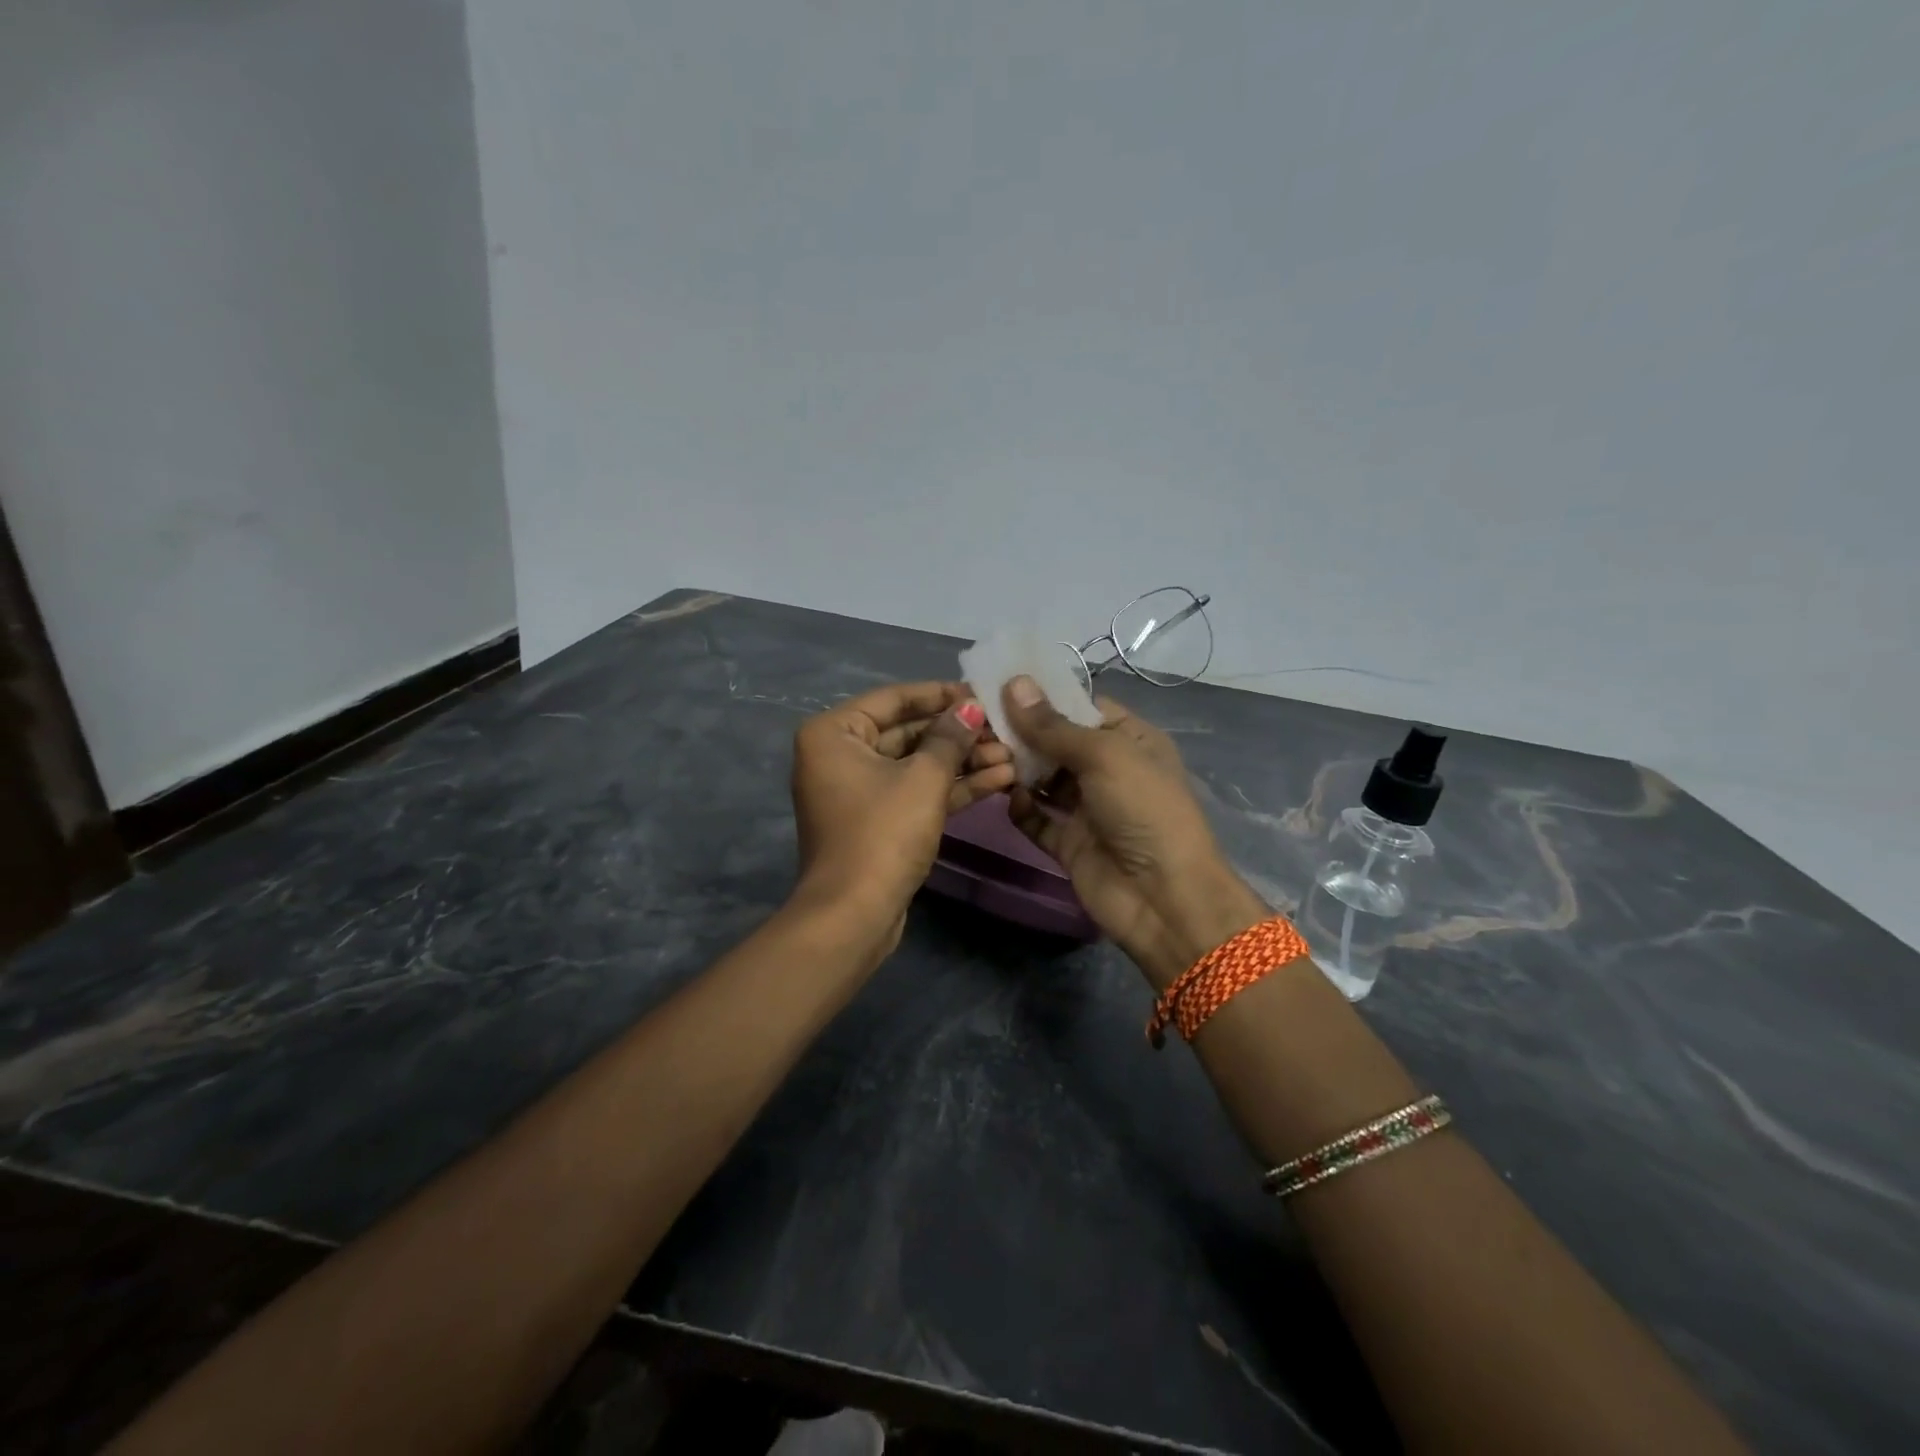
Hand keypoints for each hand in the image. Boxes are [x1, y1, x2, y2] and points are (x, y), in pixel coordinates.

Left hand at [791, 681, 1015, 947]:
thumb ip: (950, 737)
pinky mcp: (878, 821)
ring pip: (917, 765)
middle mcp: (840, 755)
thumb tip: (971, 707)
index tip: (982, 692)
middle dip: (958, 734)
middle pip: (908, 732)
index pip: (894, 699)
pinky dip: (951, 787)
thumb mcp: (923, 778)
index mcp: (834, 733)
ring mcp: (859, 791)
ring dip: (963, 761)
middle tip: (1004, 728)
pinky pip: (916, 792)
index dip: (941, 694)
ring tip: (1013, 756)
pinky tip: (999, 779)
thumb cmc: (883, 834)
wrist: (854, 916)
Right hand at [1001, 676, 1268, 988]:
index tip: (999, 684)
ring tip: (984, 755)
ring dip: (1017, 768)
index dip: (1044, 695)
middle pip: (1057, 742)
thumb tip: (1014, 683)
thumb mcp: (1104, 755)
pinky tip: (1005, 797)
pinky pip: (1037, 818)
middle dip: (1022, 732)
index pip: (1082, 707)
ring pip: (1043, 779)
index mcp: (1130, 740)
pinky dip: (1021, 808)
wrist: (1164, 898)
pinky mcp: (1069, 843)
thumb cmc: (1144, 810)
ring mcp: (1088, 808)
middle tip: (978, 720)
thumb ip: (1053, 725)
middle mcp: (1109, 770)